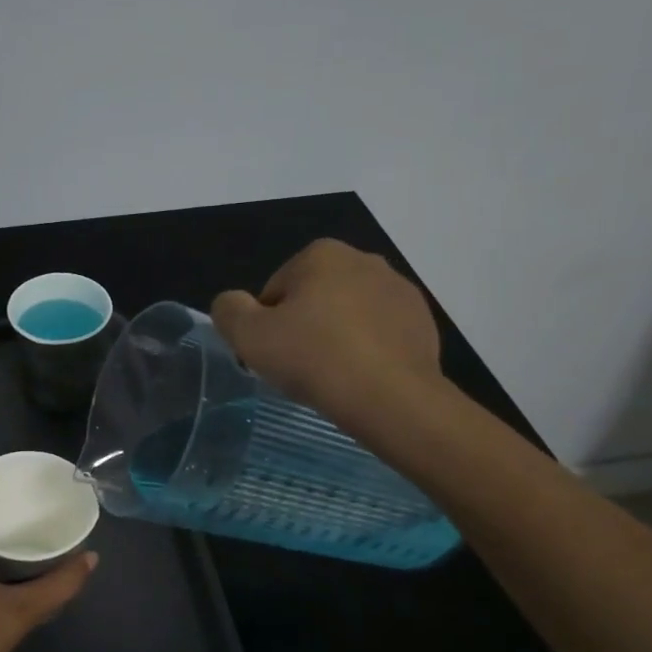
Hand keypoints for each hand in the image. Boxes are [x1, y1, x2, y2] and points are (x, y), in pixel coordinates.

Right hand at [211, 238, 447, 435]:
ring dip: (337, 338)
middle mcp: (364, 260)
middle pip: (314, 298)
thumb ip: (228, 310)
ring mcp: (399, 290)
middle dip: (305, 327)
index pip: (275, 291)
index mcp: (321, 254)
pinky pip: (380, 334)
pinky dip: (368, 350)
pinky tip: (361, 378)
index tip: (274, 355)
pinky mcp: (423, 321)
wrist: (391, 397)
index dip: (267, 326)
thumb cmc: (313, 359)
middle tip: (300, 367)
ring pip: (349, 315)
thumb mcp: (248, 336)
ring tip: (332, 376)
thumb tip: (232, 303)